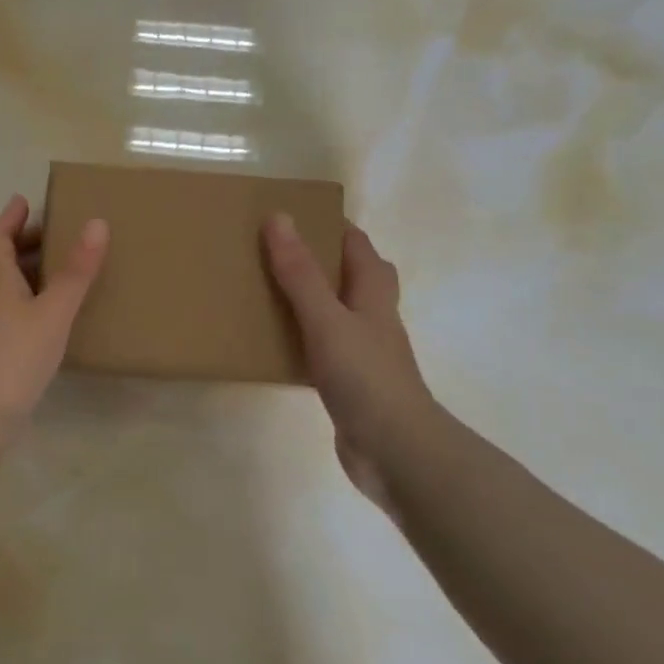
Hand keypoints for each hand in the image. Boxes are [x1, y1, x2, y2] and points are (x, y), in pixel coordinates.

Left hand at [0, 194, 109, 452]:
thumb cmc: (12, 356)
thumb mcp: (53, 312)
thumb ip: (76, 272)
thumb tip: (96, 222)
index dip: (9, 219)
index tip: (22, 202)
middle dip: (9, 243)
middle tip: (38, 238)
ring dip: (2, 273)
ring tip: (29, 274)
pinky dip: (0, 304)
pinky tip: (18, 320)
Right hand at [264, 213, 435, 505]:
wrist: (394, 449)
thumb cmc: (365, 376)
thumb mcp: (326, 319)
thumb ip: (300, 273)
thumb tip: (279, 218)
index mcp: (374, 295)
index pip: (358, 247)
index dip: (333, 226)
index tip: (296, 214)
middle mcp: (373, 318)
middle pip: (354, 277)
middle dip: (323, 261)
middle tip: (280, 253)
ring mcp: (364, 353)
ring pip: (337, 313)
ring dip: (310, 300)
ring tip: (269, 292)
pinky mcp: (350, 383)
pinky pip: (323, 348)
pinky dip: (302, 339)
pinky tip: (277, 346)